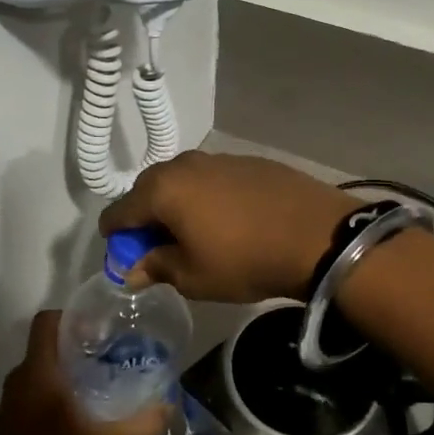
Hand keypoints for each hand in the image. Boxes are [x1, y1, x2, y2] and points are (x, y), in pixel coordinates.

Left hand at [0, 313, 170, 434]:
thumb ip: (142, 427)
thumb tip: (169, 406)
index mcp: (38, 372)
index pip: (48, 320)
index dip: (74, 315)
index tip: (104, 327)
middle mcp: (21, 378)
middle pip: (50, 343)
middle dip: (81, 342)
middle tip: (116, 351)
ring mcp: (13, 401)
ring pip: (44, 368)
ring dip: (71, 368)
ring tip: (107, 379)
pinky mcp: (13, 421)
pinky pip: (38, 389)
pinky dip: (60, 389)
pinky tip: (87, 411)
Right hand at [98, 151, 353, 302]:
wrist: (317, 235)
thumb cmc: (245, 260)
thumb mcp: (193, 276)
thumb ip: (155, 267)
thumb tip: (132, 270)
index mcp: (162, 189)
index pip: (118, 212)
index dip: (116, 238)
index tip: (127, 259)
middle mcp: (183, 164)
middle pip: (148, 190)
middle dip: (146, 218)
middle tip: (160, 248)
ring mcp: (218, 158)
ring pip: (182, 181)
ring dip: (178, 205)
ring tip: (196, 233)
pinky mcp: (247, 160)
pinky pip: (212, 178)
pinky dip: (207, 197)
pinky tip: (229, 219)